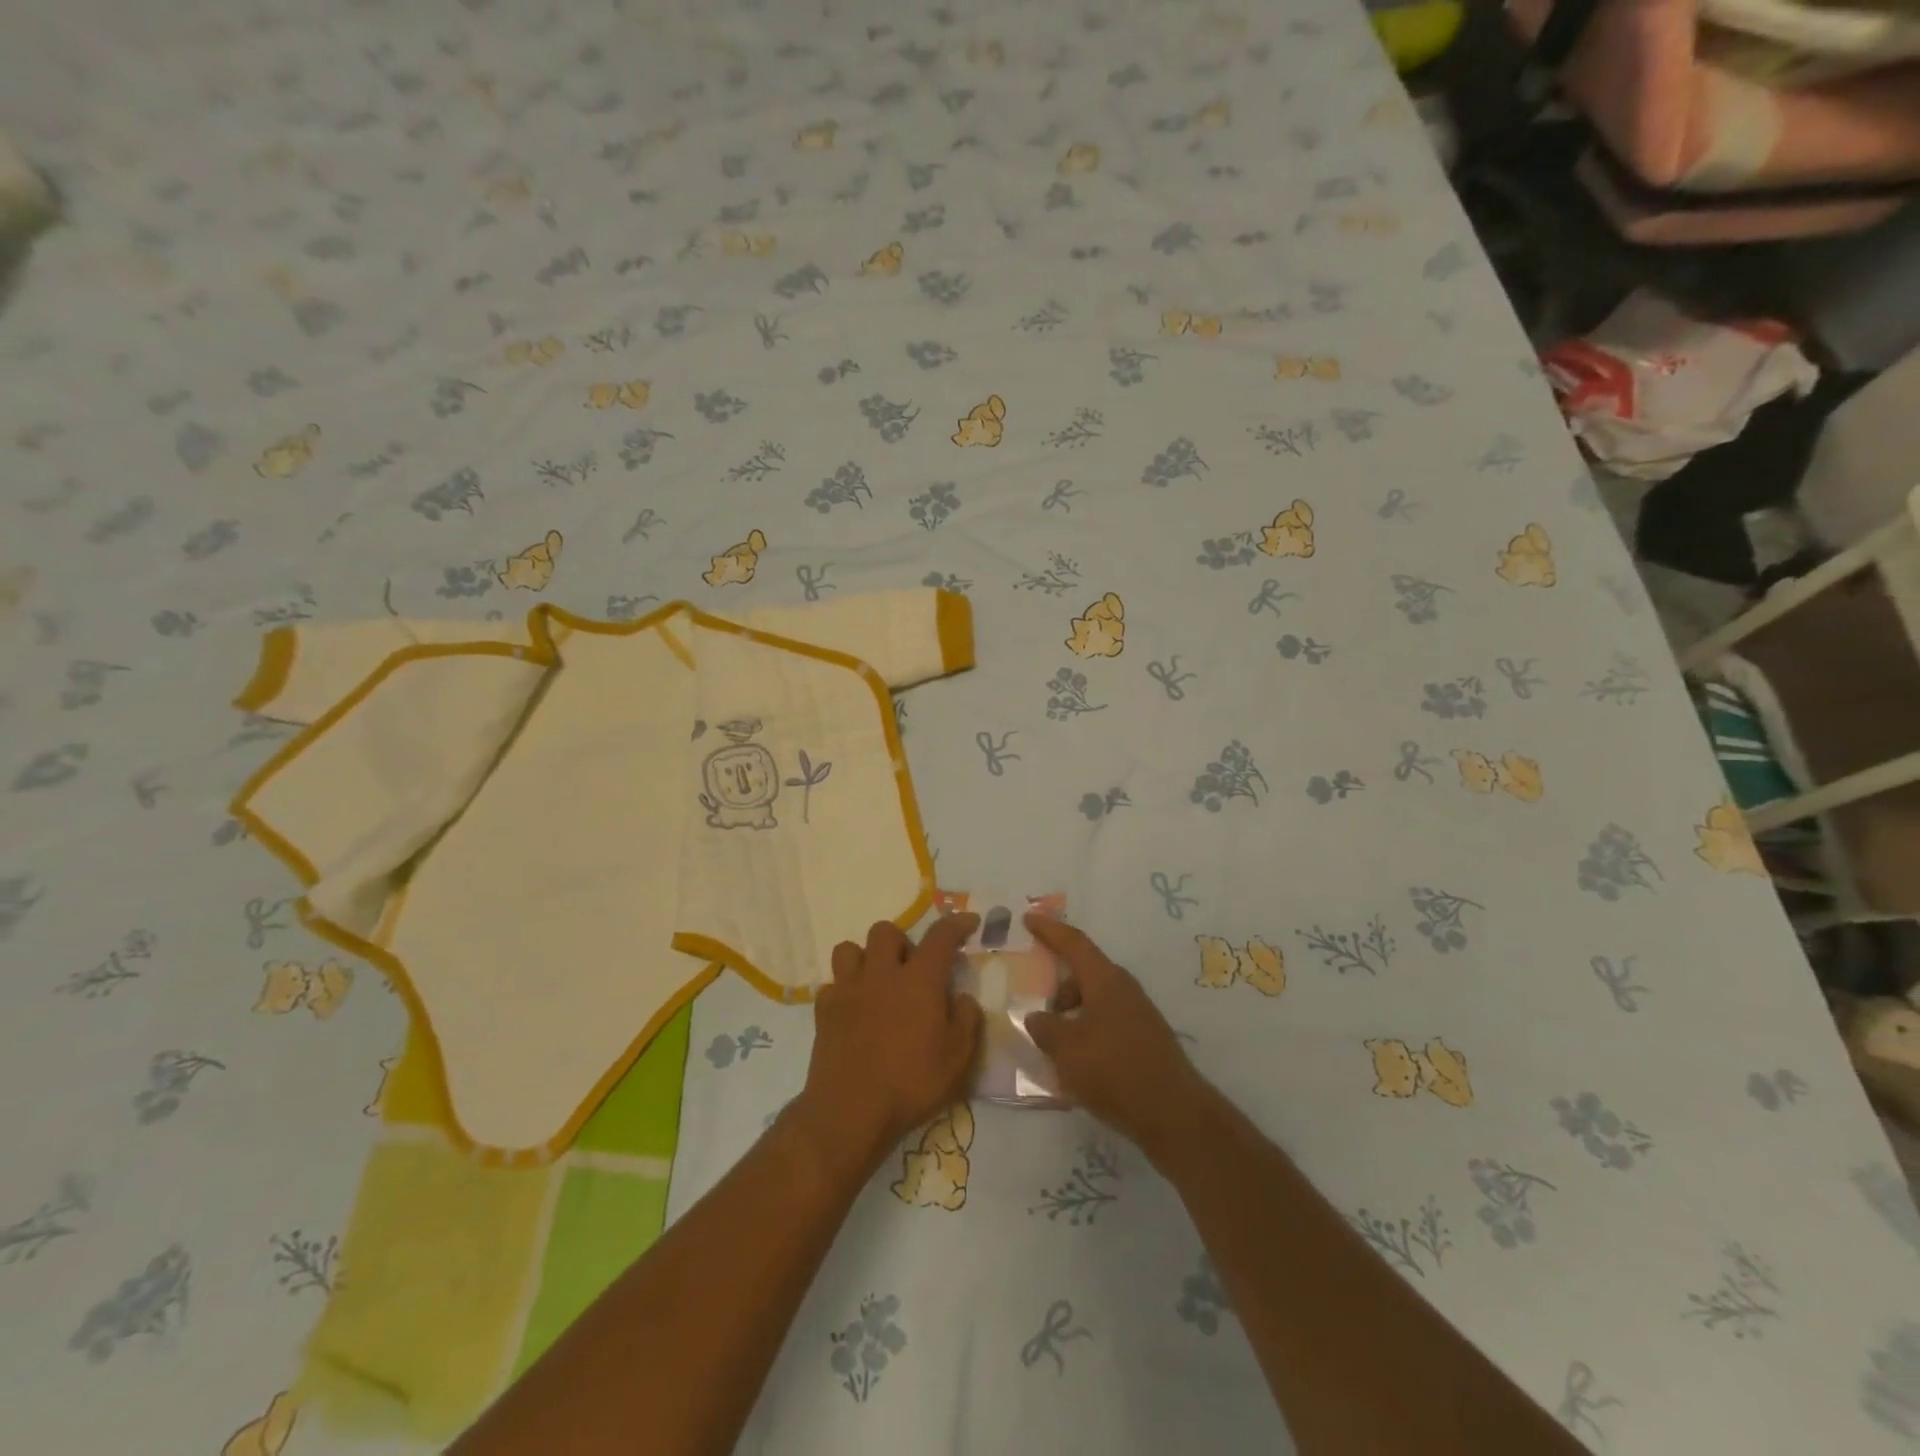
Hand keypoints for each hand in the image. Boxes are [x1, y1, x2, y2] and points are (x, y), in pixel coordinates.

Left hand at [792, 916, 984, 1180]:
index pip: (940, 936)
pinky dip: (843, 991)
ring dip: (865, 959)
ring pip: (849, 949)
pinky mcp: (823, 1010)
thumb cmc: (911, 1084)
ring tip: (877, 982)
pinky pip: (831, 984)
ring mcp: (848, 989)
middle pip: (886, 931)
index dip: (956, 923)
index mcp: (919, 980)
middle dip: (901, 942)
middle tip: (911, 969)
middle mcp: (881, 974)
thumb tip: (962, 998)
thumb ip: (966, 1021)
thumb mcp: (958, 1060)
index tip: (969, 921)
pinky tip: (853, 1010)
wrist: (850, 1111)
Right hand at [1024, 917, 1211, 1161]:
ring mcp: (1138, 1015)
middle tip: (1035, 1001)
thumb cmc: (1114, 1070)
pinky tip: (1076, 1061)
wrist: (1173, 1114)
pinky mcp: (1144, 1041)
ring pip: (1095, 1001)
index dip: (1050, 930)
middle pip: (1084, 973)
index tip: (1029, 918)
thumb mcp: (1067, 1049)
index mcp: (1105, 980)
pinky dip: (1086, 1031)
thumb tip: (1037, 1017)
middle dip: (1058, 984)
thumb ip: (1045, 1028)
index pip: (1074, 943)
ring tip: (1051, 1041)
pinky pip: (1105, 1023)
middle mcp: (1124, 989)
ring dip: (1072, 1012)